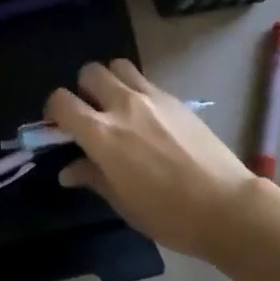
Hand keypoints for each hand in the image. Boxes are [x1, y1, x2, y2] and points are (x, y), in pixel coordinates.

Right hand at [47, 60, 261, 258]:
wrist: (225, 204)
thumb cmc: (169, 215)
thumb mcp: (123, 203)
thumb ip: (93, 177)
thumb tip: (68, 169)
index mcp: (103, 134)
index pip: (62, 102)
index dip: (54, 110)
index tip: (58, 125)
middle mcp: (123, 105)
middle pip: (90, 72)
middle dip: (82, 89)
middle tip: (90, 114)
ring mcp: (151, 96)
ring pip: (118, 66)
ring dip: (110, 80)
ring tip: (117, 106)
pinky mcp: (174, 97)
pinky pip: (144, 80)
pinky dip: (136, 89)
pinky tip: (147, 117)